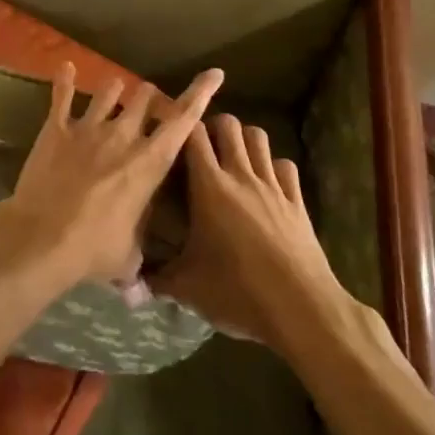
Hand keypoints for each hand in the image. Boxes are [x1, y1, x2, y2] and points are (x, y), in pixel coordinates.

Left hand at [0, 64, 224, 290]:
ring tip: (115, 93)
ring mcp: (88, 127)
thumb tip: (140, 281)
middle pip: (145, 97)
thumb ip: (139, 253)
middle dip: (151, 99)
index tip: (214, 74)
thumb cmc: (94, 249)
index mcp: (149, 162)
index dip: (201, 93)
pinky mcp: (56, 128)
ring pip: (109, 89)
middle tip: (149, 109)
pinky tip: (65, 68)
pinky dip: (64, 81)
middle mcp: (123, 135)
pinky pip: (62, 96)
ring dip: (116, 90)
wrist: (43, 238)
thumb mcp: (129, 256)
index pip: (183, 120)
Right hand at [155, 114, 347, 346]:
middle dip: (214, 127)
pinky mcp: (297, 201)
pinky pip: (285, 166)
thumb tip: (134, 279)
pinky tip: (267, 185)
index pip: (194, 134)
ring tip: (233, 160)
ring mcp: (272, 185)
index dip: (182, 128)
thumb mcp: (188, 288)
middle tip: (203, 149)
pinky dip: (275, 168)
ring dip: (244, 141)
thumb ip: (158, 277)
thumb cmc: (238, 292)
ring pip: (258, 137)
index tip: (171, 135)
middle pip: (229, 124)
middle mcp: (241, 176)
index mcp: (210, 187)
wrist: (301, 309)